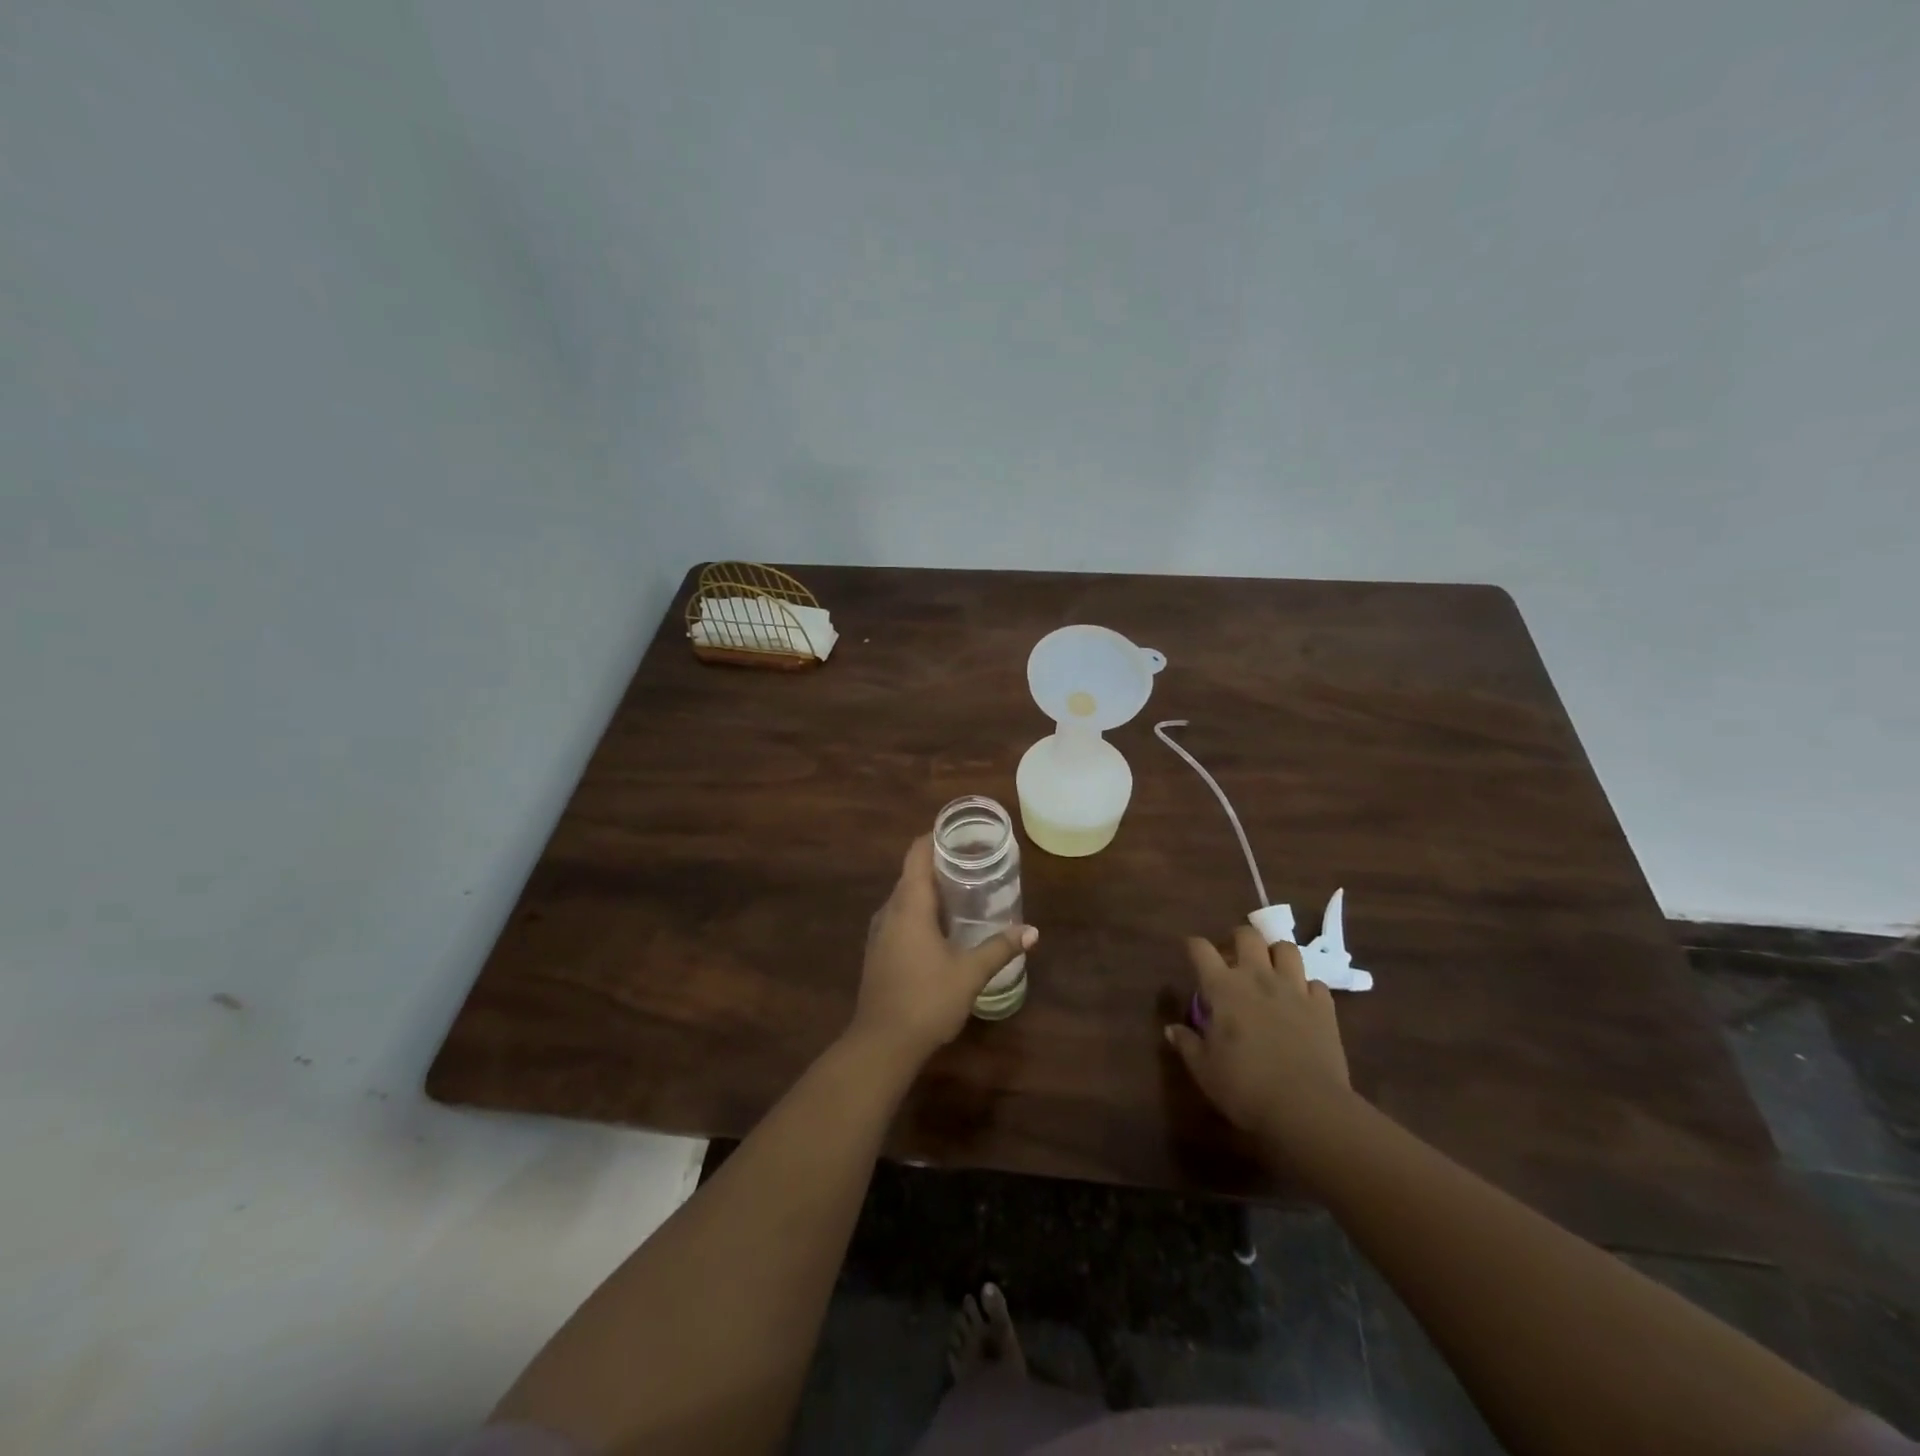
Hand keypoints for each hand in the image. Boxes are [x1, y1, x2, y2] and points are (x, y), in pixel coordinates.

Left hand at [850, 836, 1036, 1065]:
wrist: (881, 1044)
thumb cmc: (926, 999)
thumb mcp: (970, 973)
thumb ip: (1000, 948)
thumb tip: (1032, 931)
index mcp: (909, 905)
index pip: (917, 854)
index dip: (936, 838)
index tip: (961, 834)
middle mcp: (889, 910)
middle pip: (912, 874)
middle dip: (940, 864)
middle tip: (974, 862)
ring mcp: (879, 932)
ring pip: (905, 898)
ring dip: (930, 891)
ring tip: (964, 892)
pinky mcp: (878, 952)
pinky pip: (900, 918)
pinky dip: (921, 912)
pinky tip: (943, 928)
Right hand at [1164, 925, 1353, 1154]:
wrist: (1307, 1108)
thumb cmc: (1245, 1087)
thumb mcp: (1204, 1070)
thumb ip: (1187, 1044)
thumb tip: (1171, 1029)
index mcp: (1224, 988)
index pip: (1201, 949)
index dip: (1193, 946)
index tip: (1191, 952)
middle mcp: (1258, 977)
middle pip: (1248, 936)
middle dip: (1237, 939)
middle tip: (1233, 958)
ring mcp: (1294, 989)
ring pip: (1286, 949)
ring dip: (1275, 954)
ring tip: (1270, 971)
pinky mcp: (1323, 1007)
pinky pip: (1315, 983)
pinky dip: (1306, 987)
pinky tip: (1301, 1001)